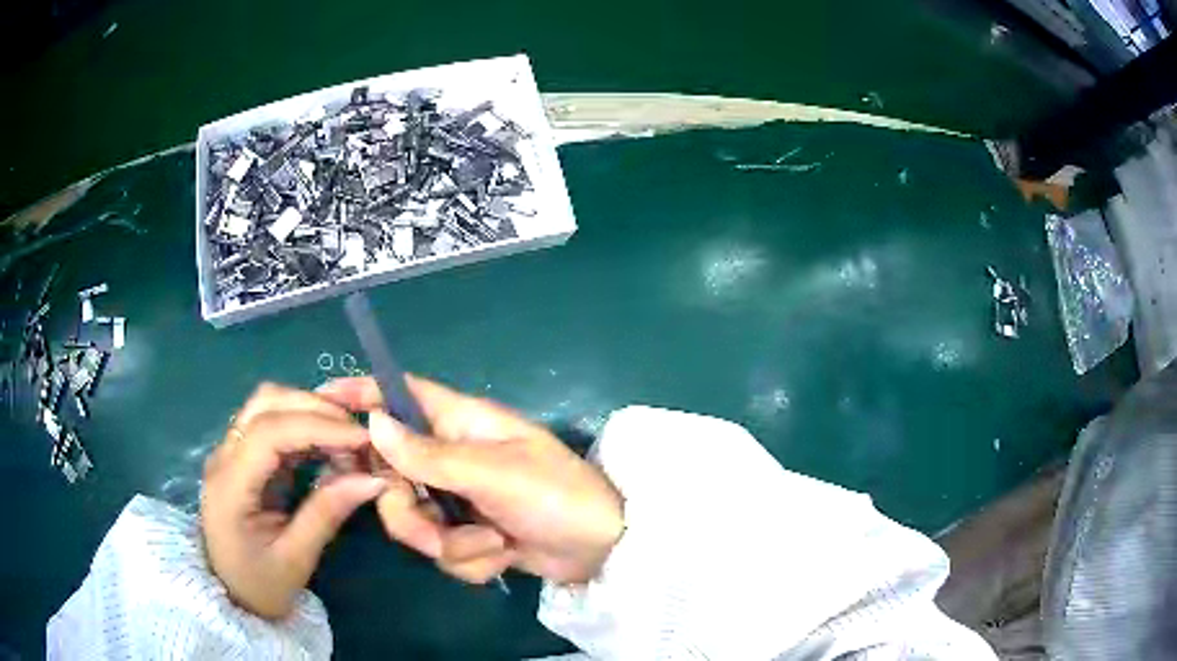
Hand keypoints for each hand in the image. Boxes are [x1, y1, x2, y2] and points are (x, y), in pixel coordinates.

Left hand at [201, 383, 386, 618]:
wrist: (233, 596)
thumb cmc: (261, 585)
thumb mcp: (296, 559)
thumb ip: (327, 514)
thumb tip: (373, 479)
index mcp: (230, 485)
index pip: (270, 432)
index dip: (318, 426)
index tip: (362, 439)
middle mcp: (225, 456)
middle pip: (266, 403)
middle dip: (316, 408)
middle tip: (359, 434)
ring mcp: (231, 451)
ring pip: (268, 404)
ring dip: (310, 410)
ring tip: (347, 438)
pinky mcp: (243, 455)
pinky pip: (273, 422)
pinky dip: (305, 425)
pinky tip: (329, 445)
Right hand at [317, 375, 624, 585]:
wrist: (602, 550)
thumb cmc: (556, 495)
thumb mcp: (492, 473)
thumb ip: (429, 455)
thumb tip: (374, 422)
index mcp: (461, 424)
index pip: (401, 394)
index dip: (362, 392)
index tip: (323, 400)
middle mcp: (452, 458)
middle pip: (392, 475)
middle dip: (409, 510)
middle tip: (434, 521)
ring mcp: (459, 500)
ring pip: (414, 521)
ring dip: (451, 543)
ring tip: (492, 544)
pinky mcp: (470, 535)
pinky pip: (444, 550)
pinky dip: (473, 560)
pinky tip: (506, 556)